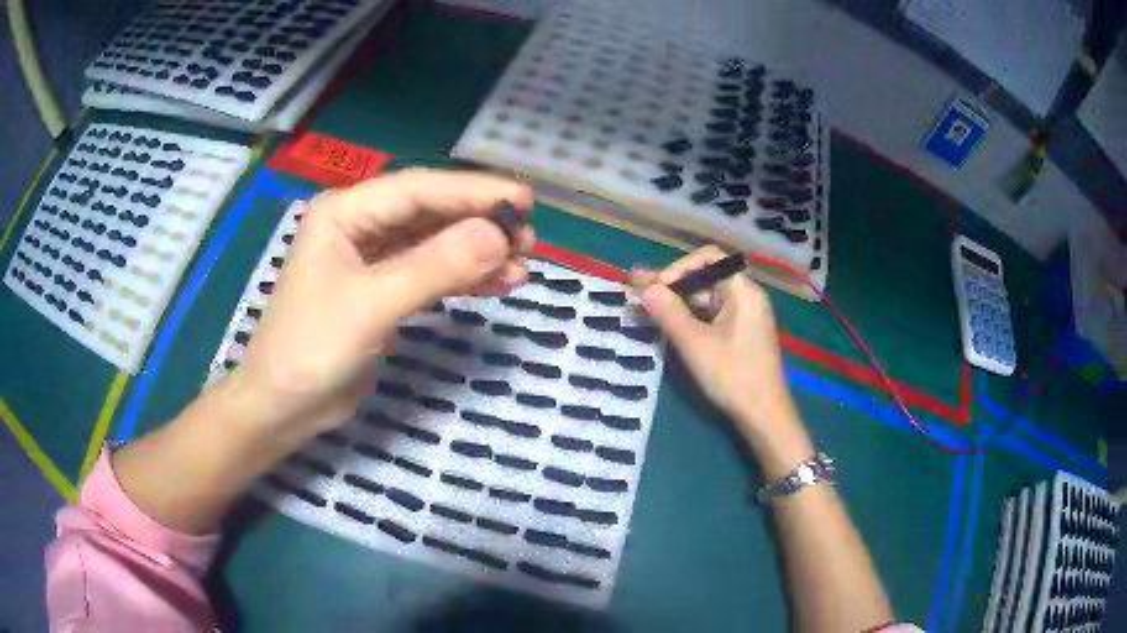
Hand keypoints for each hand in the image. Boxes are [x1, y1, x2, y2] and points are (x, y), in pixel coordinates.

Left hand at [228, 169, 534, 447]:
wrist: (284, 407)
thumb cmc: (312, 349)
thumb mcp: (372, 305)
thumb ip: (435, 268)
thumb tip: (498, 236)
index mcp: (345, 212)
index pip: (419, 190)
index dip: (474, 192)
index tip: (525, 200)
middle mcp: (359, 226)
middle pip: (430, 213)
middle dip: (479, 225)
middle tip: (528, 240)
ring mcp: (371, 259)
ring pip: (434, 245)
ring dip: (476, 255)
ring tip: (521, 267)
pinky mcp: (381, 291)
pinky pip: (429, 275)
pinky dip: (462, 280)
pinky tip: (495, 285)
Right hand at [632, 246, 805, 452]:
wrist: (764, 415)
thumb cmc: (732, 376)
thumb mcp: (695, 344)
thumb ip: (668, 312)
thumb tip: (643, 287)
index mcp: (743, 291)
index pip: (708, 258)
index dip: (677, 268)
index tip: (653, 289)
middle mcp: (747, 296)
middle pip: (706, 277)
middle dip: (671, 284)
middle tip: (636, 292)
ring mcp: (745, 316)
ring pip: (706, 298)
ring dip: (677, 301)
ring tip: (644, 306)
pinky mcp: (740, 334)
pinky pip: (711, 315)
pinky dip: (689, 316)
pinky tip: (667, 323)